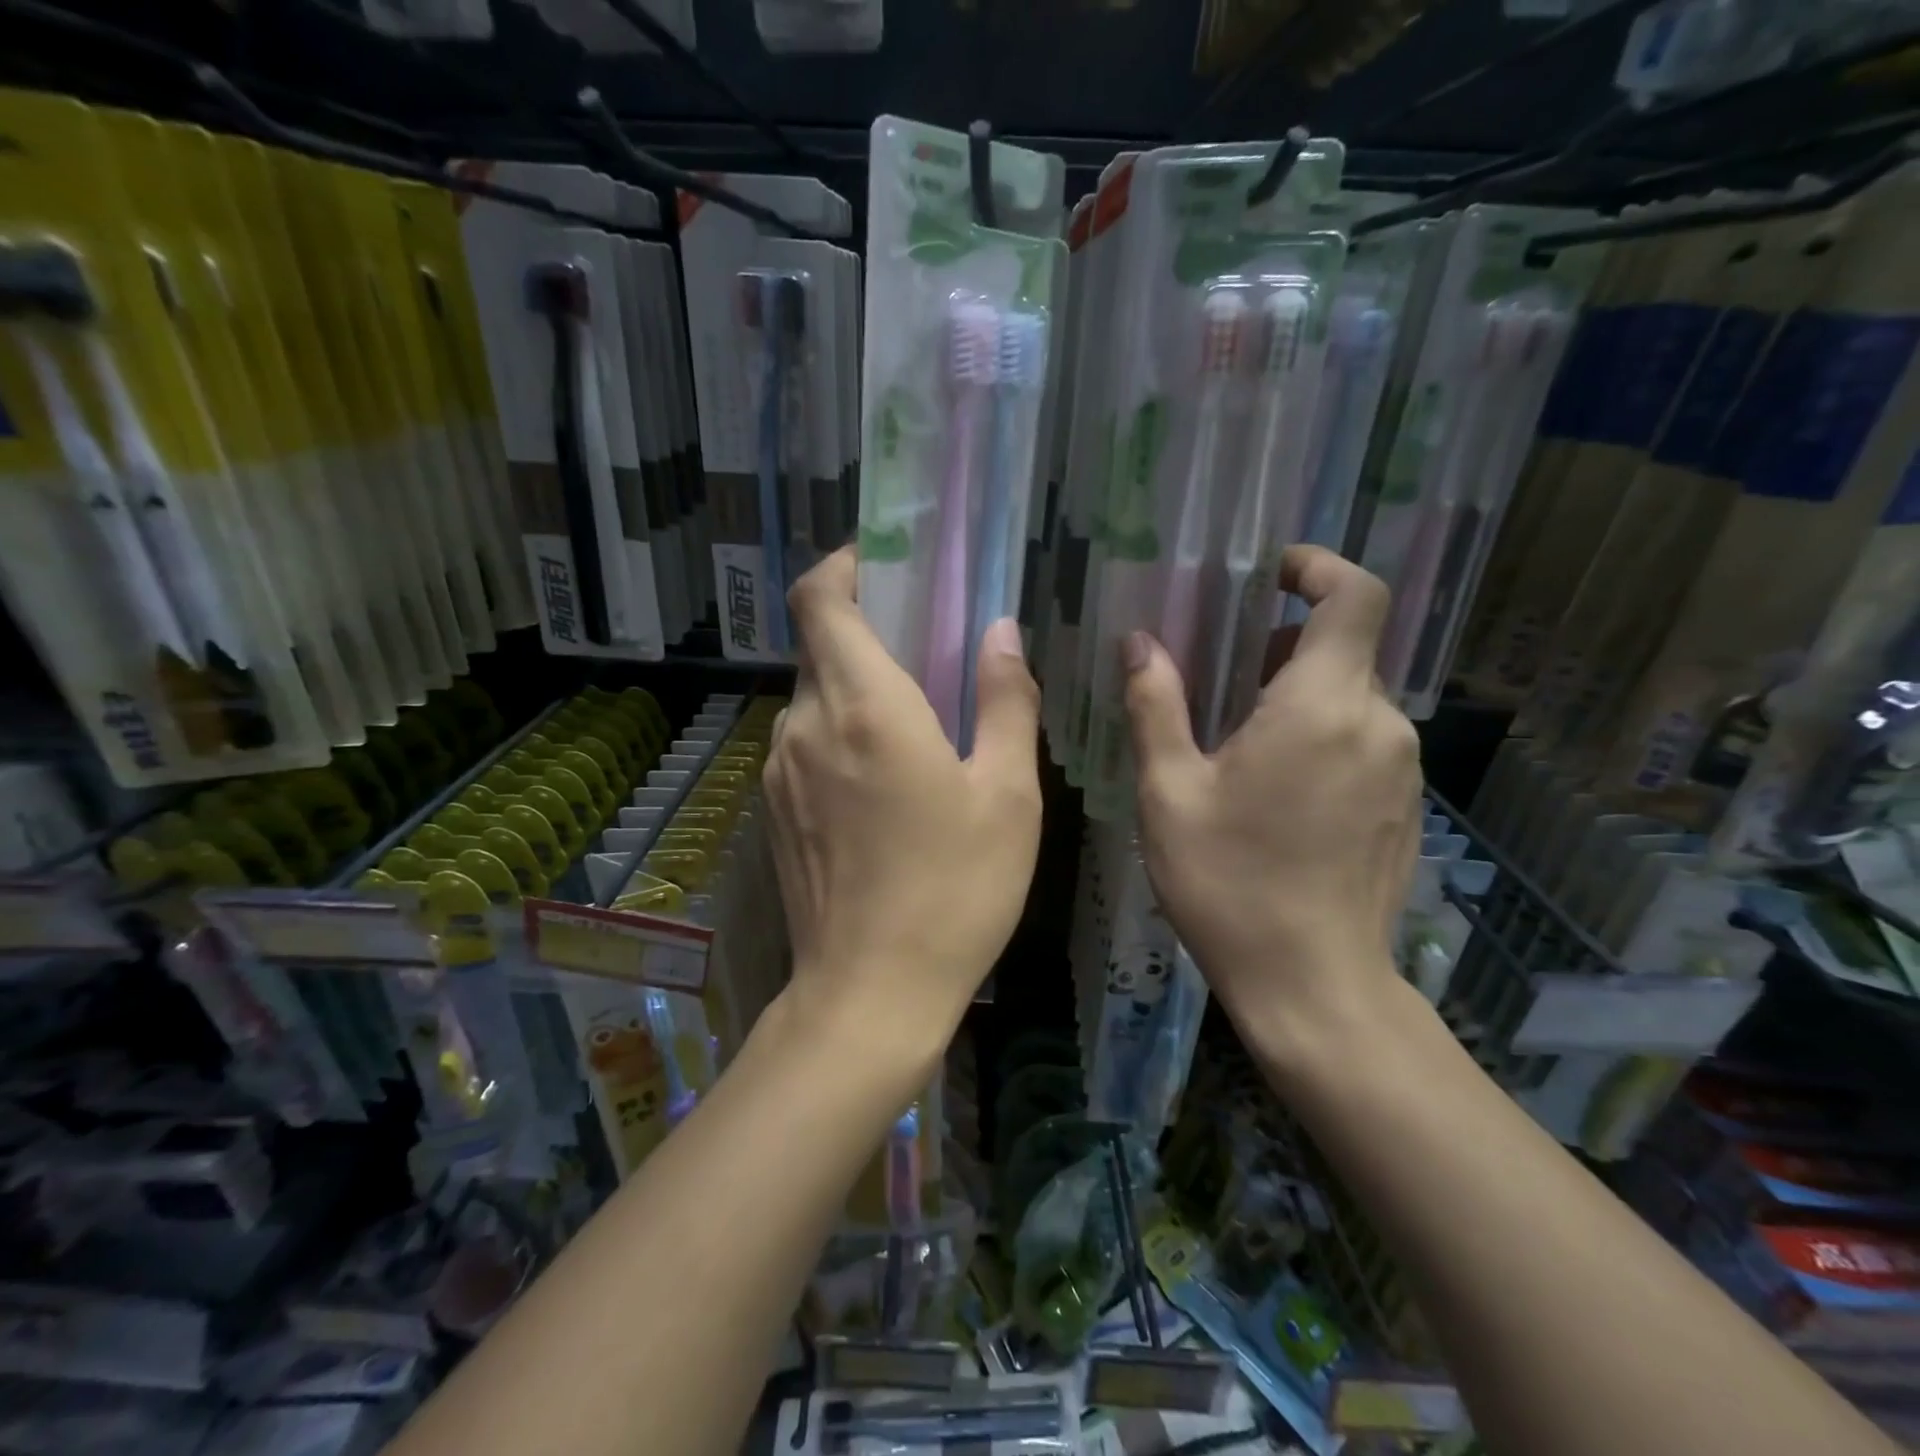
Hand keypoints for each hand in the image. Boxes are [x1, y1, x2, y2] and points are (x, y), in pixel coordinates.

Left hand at [763, 548, 1042, 1057]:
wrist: (871, 994)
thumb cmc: (955, 891)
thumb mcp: (1007, 795)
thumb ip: (1006, 700)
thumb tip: (1000, 632)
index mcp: (863, 707)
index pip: (819, 599)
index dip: (843, 566)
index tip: (886, 565)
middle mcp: (805, 725)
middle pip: (819, 644)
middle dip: (868, 630)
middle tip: (929, 646)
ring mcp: (779, 771)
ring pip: (814, 697)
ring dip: (858, 687)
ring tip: (918, 717)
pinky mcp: (774, 810)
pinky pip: (806, 742)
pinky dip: (841, 731)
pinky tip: (886, 777)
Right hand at [1123, 546, 1421, 1054]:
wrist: (1312, 985)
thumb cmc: (1229, 883)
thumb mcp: (1170, 792)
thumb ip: (1156, 706)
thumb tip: (1140, 644)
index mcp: (1321, 707)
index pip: (1355, 596)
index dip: (1318, 567)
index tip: (1270, 576)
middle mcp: (1378, 723)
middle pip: (1342, 649)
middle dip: (1281, 648)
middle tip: (1218, 679)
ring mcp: (1401, 768)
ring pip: (1350, 699)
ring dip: (1296, 697)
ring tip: (1236, 744)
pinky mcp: (1405, 806)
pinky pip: (1363, 742)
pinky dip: (1320, 737)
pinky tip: (1274, 793)